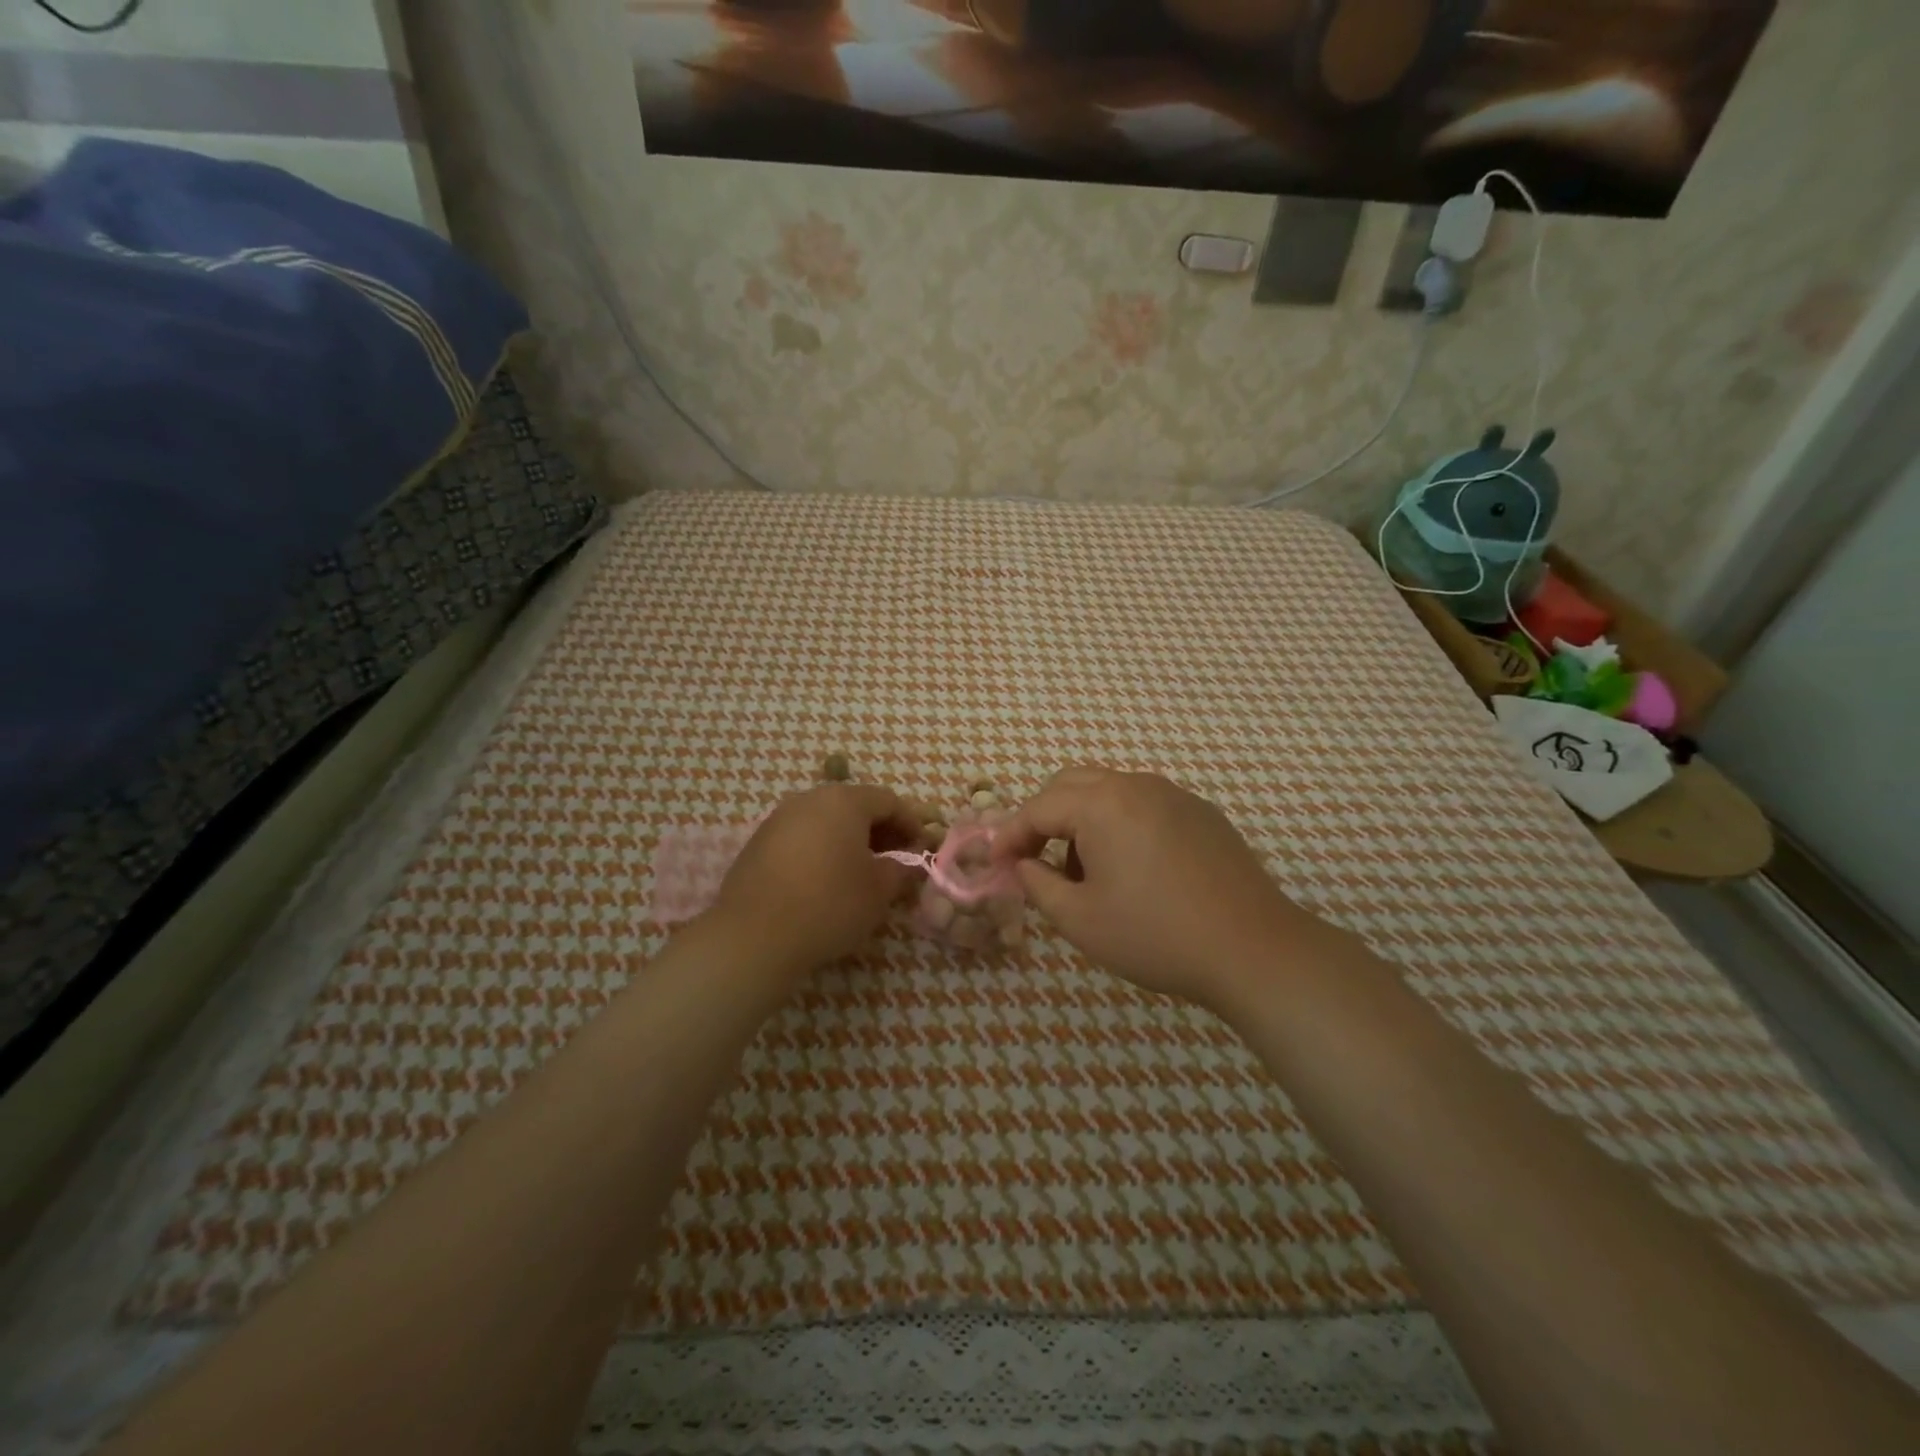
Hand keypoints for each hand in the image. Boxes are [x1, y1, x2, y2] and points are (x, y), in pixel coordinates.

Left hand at [711, 783, 922, 973]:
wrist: (754, 936)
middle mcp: (810, 799)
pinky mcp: (759, 843)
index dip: (911, 823)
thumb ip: (900, 870)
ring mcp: (779, 819)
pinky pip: (802, 838)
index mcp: (844, 801)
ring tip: (862, 874)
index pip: (889, 801)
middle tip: (896, 862)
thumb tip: (907, 864)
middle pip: (855, 806)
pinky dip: (822, 851)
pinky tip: (826, 881)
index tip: (922, 850)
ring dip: (850, 841)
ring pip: (826, 821)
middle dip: (881, 831)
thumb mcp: (878, 891)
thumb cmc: (830, 904)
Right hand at [994, 766, 1312, 1007]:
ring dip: (1082, 820)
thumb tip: (1025, 865)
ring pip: (1109, 792)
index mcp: (1101, 803)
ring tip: (1085, 872)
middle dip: (1043, 817)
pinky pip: (1144, 806)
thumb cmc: (1155, 935)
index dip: (1010, 835)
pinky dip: (1120, 825)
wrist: (1253, 949)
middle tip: (1032, 859)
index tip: (996, 864)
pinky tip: (1133, 870)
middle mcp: (1136, 785)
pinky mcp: (1202, 813)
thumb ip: (1037, 885)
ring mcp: (1174, 795)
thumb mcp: (1079, 919)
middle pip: (1071, 784)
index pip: (1038, 807)